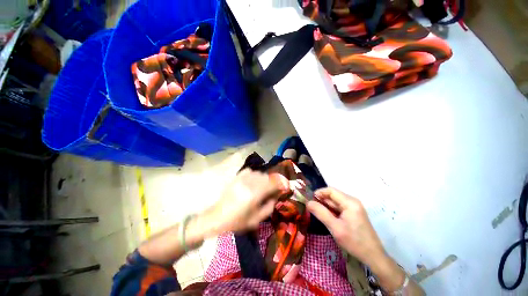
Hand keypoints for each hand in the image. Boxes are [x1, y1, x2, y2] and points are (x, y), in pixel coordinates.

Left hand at [206, 169, 287, 234]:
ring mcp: (241, 179)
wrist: (216, 218)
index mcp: (254, 194)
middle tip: (274, 189)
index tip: (285, 186)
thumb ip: (269, 206)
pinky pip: (250, 171)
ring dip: (264, 179)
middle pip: (267, 176)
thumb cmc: (236, 222)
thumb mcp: (256, 219)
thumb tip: (276, 195)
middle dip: (273, 182)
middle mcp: (249, 183)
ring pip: (259, 173)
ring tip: (263, 186)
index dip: (281, 183)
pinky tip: (253, 181)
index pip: (273, 183)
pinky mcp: (236, 177)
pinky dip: (255, 175)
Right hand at [307, 187, 384, 265]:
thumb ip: (321, 213)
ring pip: (335, 202)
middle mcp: (352, 201)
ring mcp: (354, 208)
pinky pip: (339, 208)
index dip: (319, 193)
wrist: (373, 257)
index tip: (309, 200)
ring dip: (326, 206)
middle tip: (311, 208)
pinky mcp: (354, 214)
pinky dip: (331, 211)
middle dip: (321, 200)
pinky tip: (327, 218)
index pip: (330, 190)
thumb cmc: (354, 241)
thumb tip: (308, 202)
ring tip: (317, 213)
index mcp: (349, 202)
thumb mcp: (335, 227)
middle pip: (333, 196)